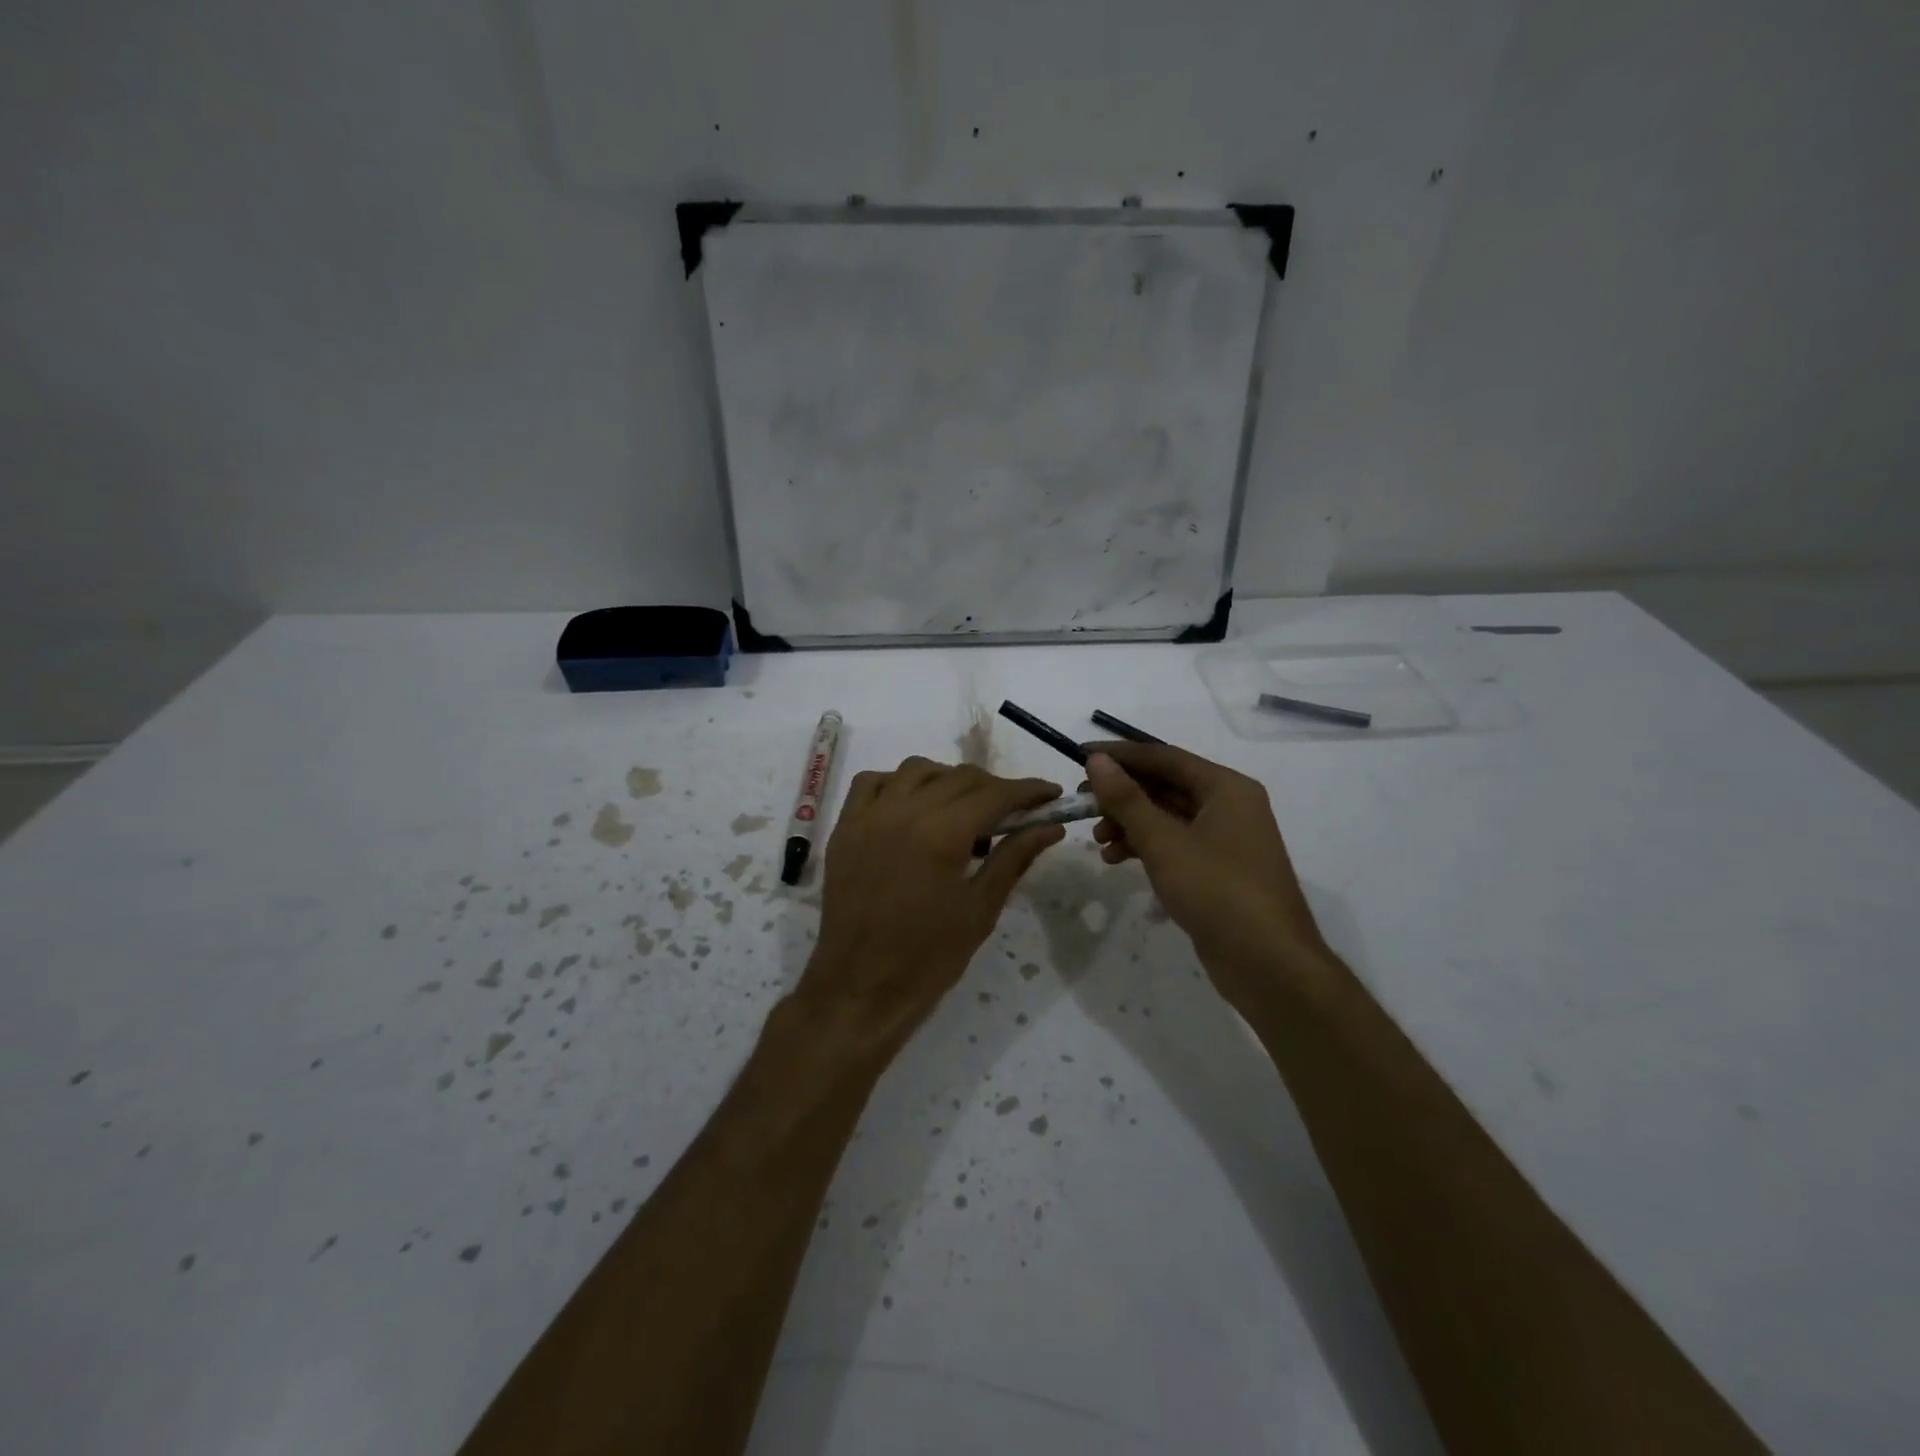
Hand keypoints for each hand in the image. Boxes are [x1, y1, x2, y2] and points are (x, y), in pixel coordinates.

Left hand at [798, 757, 1065, 1059]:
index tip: (1050, 794)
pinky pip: (872, 783)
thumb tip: (1050, 826)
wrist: (860, 988)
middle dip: (994, 787)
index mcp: (941, 834)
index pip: (994, 793)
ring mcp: (867, 817)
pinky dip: (898, 784)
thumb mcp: (981, 909)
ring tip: (965, 808)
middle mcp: (902, 812)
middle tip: (1015, 811)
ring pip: (916, 771)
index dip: (1028, 790)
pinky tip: (913, 806)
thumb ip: (1014, 858)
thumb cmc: (928, 958)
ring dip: (948, 779)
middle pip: (958, 777)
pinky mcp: (844, 829)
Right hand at [1085, 743, 1325, 1001]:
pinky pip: (1174, 844)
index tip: (1080, 757)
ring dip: (1129, 824)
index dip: (1120, 756)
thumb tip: (1097, 761)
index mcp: (1225, 787)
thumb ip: (1127, 799)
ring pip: (1167, 818)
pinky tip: (1116, 860)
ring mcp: (1225, 840)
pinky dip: (1145, 847)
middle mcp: (1229, 806)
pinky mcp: (1217, 871)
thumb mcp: (1164, 842)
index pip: (1164, 757)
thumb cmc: (1217, 890)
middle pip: (1165, 786)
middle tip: (1082, 804)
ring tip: (1097, 841)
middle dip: (1122, 795)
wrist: (1268, 964)